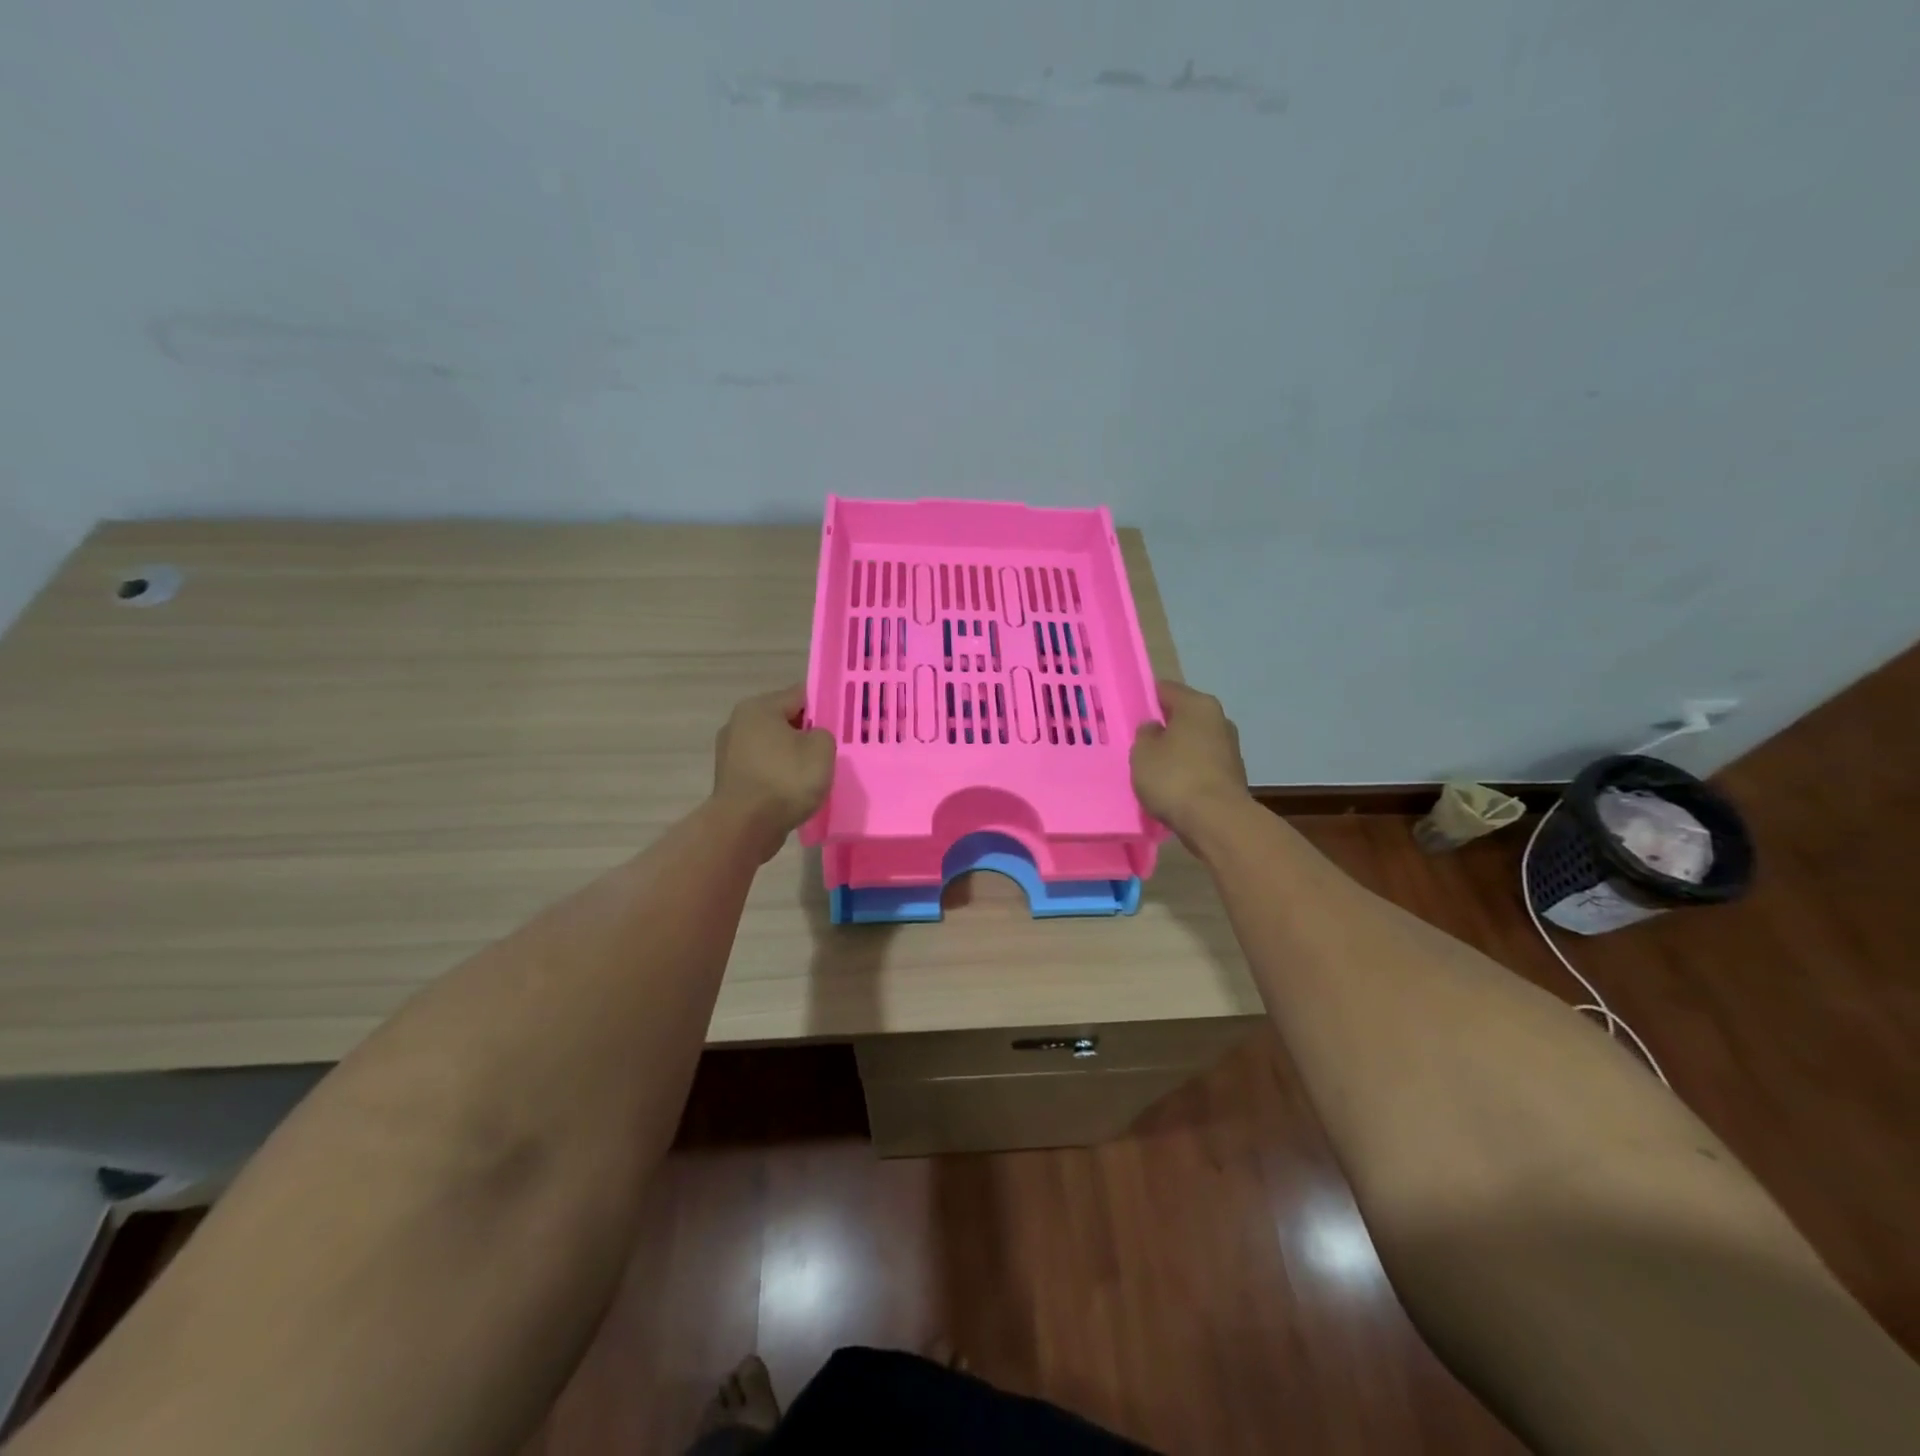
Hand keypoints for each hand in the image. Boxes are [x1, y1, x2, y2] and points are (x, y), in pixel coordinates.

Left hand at [711, 685, 835, 859]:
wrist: (745, 827)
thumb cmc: (785, 780)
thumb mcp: (822, 748)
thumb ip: (822, 733)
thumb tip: (811, 738)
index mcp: (759, 707)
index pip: (800, 695)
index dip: (824, 706)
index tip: (841, 723)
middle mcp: (738, 723)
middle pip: (783, 720)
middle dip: (806, 732)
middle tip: (830, 749)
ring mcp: (730, 752)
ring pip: (773, 746)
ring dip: (791, 756)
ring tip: (813, 773)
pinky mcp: (730, 779)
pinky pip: (763, 768)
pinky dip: (778, 775)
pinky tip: (792, 790)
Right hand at [1130, 680, 1251, 842]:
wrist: (1216, 821)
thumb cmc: (1174, 777)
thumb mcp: (1142, 752)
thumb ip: (1145, 734)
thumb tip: (1155, 729)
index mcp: (1198, 705)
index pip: (1166, 690)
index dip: (1145, 698)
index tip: (1129, 713)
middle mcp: (1219, 720)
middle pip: (1183, 716)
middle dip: (1163, 727)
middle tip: (1138, 742)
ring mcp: (1230, 749)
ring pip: (1194, 742)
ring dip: (1177, 752)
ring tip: (1153, 768)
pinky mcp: (1232, 776)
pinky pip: (1201, 766)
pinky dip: (1187, 772)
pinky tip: (1171, 787)